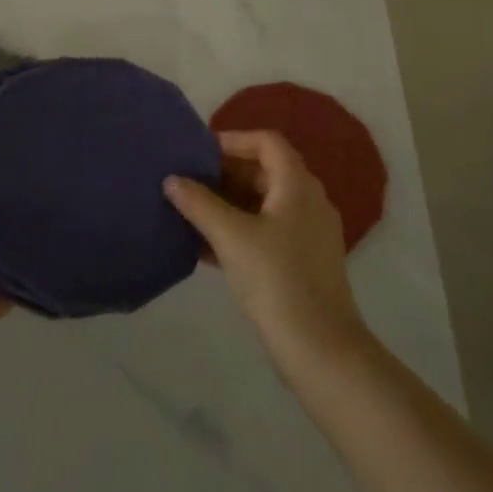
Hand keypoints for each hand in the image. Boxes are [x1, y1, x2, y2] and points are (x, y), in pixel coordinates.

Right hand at [164, 130, 366, 367]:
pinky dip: (238, 230)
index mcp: (297, 186)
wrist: (321, 351)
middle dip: (225, 173)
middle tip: (188, 180)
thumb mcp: (231, 237)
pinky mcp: (303, 263)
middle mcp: (308, 202)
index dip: (233, 140)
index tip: (199, 151)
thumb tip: (172, 180)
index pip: (267, 142)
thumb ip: (199, 204)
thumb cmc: (276, 280)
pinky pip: (266, 231)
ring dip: (228, 203)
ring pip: (263, 204)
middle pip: (265, 171)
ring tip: (190, 211)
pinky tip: (205, 247)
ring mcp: (308, 234)